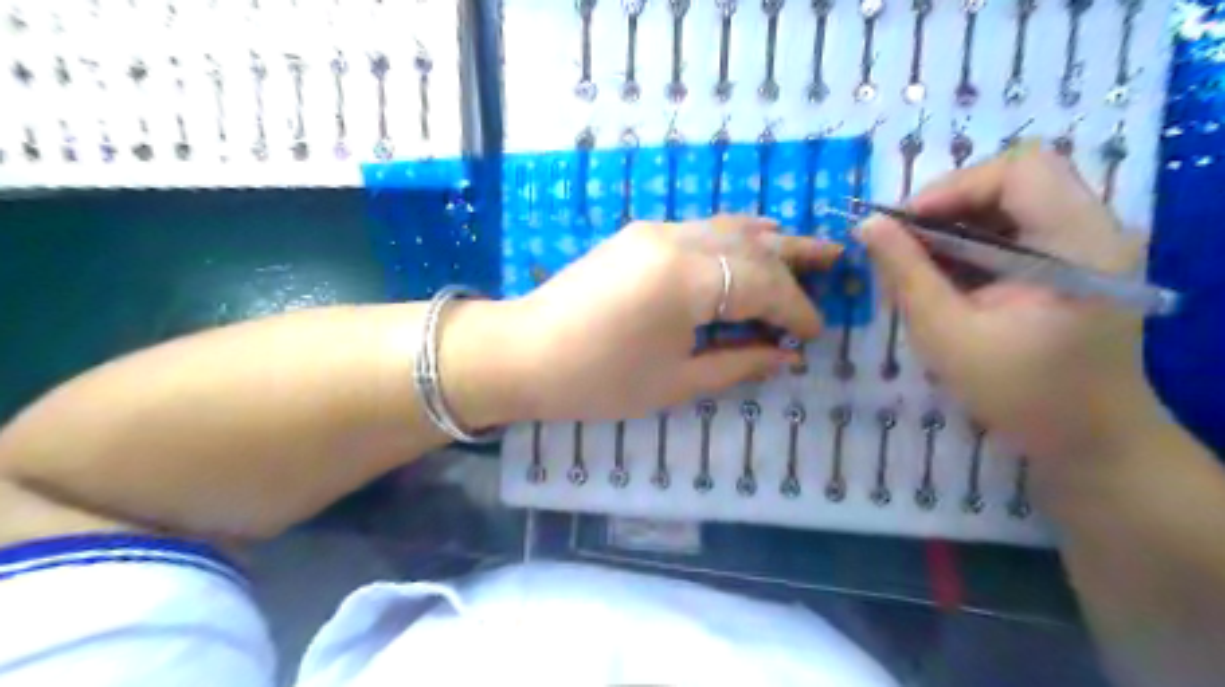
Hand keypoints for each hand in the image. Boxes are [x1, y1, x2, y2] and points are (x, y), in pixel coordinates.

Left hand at [502, 214, 838, 422]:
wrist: (523, 353)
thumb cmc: (597, 380)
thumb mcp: (674, 381)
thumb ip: (737, 364)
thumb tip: (786, 357)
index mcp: (687, 280)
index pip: (763, 286)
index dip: (795, 310)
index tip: (815, 334)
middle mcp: (676, 240)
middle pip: (751, 245)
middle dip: (795, 260)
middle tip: (836, 262)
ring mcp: (654, 231)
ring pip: (727, 227)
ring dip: (768, 240)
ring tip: (803, 249)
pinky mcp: (638, 235)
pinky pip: (700, 228)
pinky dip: (732, 236)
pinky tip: (748, 245)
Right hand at [855, 147, 1159, 464]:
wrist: (1086, 438)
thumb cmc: (1018, 394)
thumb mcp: (946, 334)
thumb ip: (905, 274)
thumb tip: (866, 225)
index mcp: (1078, 244)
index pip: (1020, 170)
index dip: (954, 187)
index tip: (904, 226)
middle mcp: (1095, 230)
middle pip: (1017, 179)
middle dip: (950, 205)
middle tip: (904, 242)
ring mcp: (1087, 244)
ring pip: (1012, 201)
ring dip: (956, 224)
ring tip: (917, 263)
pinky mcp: (1073, 261)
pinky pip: (1015, 229)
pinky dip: (971, 244)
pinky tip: (944, 277)